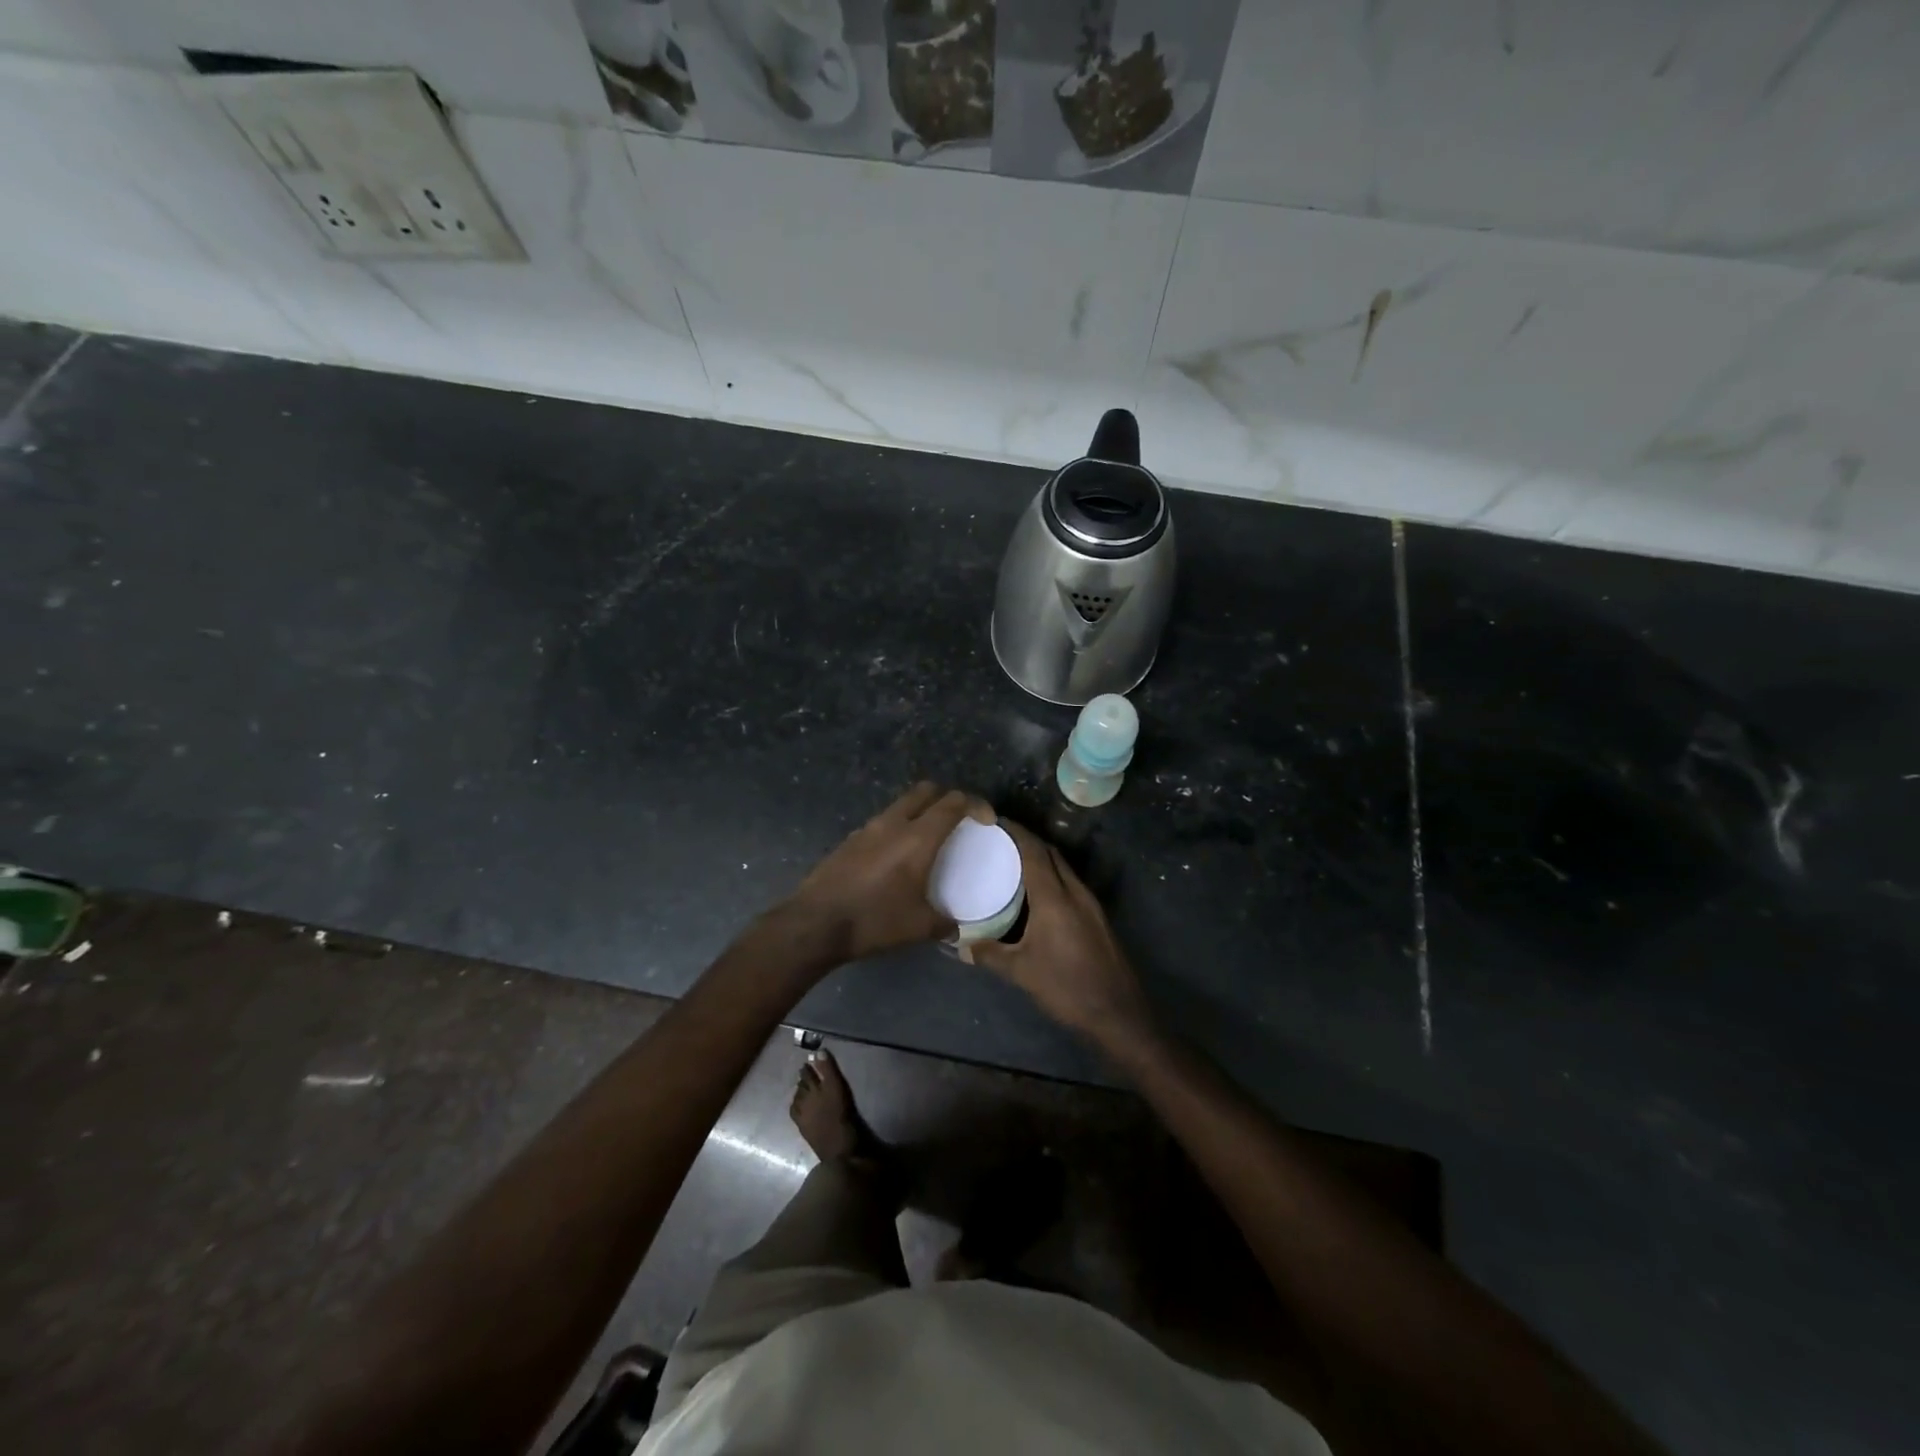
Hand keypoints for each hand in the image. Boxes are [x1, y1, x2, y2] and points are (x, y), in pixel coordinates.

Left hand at [784, 782, 982, 962]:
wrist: (815, 924)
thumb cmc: (874, 921)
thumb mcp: (919, 928)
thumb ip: (945, 923)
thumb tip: (956, 927)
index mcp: (917, 838)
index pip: (953, 803)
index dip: (976, 805)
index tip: (987, 820)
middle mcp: (893, 823)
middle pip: (925, 791)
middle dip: (947, 798)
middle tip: (959, 820)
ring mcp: (867, 829)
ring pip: (901, 804)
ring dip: (919, 811)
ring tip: (928, 838)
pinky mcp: (849, 840)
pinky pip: (882, 823)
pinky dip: (897, 828)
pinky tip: (896, 857)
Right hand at [972, 821, 1153, 1046]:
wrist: (1117, 1013)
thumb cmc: (1066, 987)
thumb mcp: (1021, 972)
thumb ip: (989, 955)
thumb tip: (960, 946)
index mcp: (1055, 898)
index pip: (1035, 852)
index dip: (1016, 833)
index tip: (996, 822)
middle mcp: (1075, 892)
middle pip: (1052, 854)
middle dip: (1028, 841)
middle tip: (1000, 840)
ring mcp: (1091, 904)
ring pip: (1064, 868)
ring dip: (1042, 859)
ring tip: (1014, 862)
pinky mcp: (1097, 917)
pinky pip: (1071, 884)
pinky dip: (1053, 877)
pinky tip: (1038, 894)